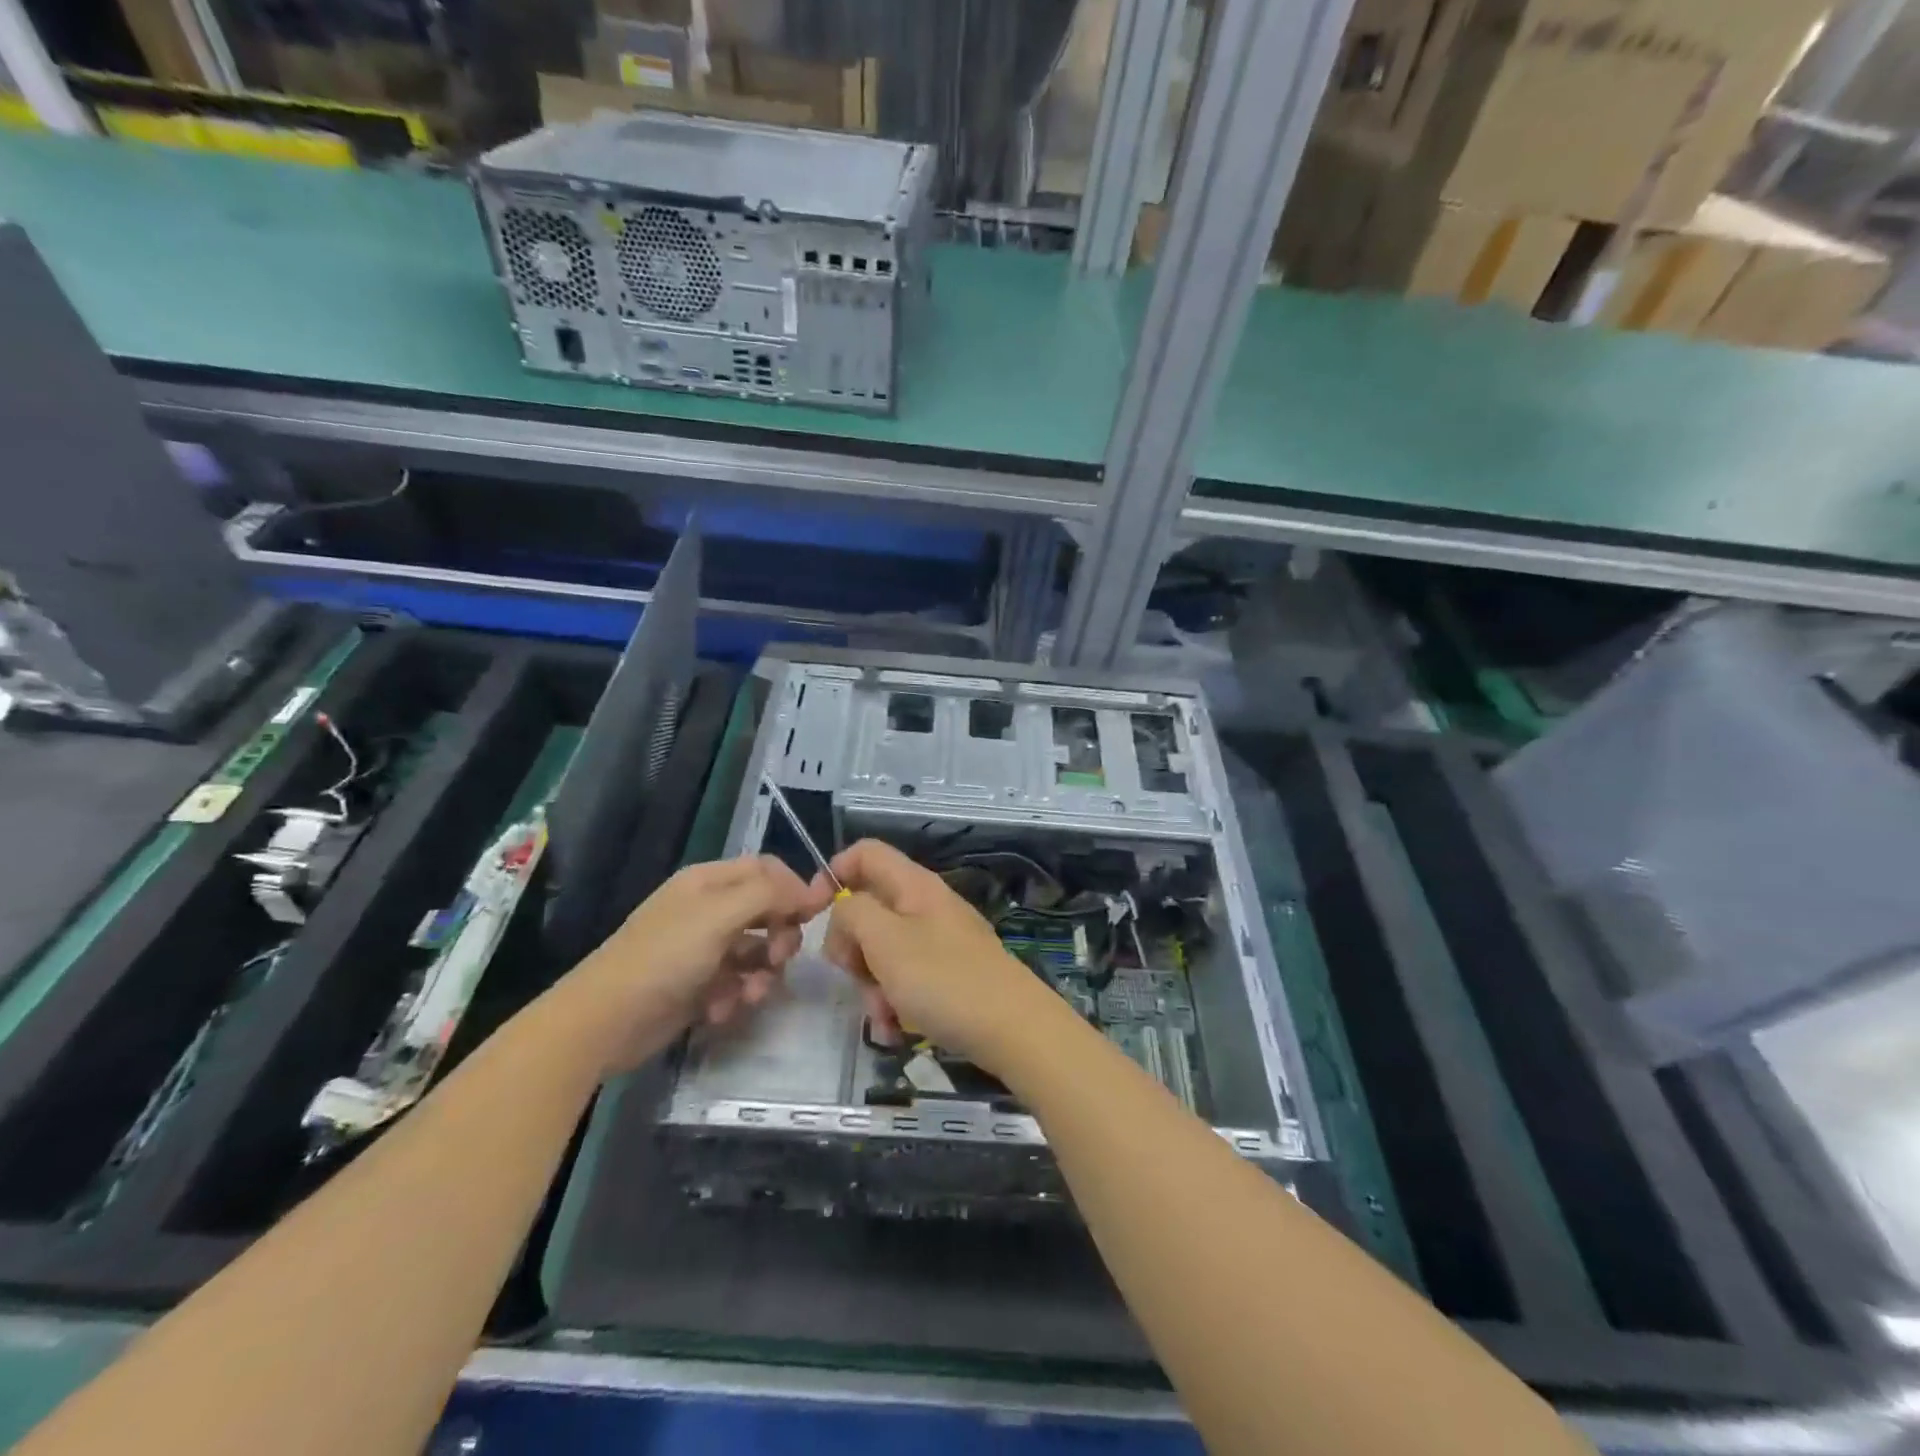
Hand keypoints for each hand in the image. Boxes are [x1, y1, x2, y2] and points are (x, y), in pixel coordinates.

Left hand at [567, 855, 831, 1073]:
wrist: (604, 1021)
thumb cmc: (665, 957)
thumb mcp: (720, 915)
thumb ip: (770, 894)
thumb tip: (812, 890)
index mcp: (710, 882)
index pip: (767, 869)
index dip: (795, 887)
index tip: (816, 914)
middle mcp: (709, 910)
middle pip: (768, 911)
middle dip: (781, 936)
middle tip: (779, 959)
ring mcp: (703, 949)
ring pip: (757, 951)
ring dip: (761, 974)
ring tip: (748, 996)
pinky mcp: (699, 985)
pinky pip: (737, 982)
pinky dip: (736, 996)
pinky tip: (720, 1011)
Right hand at [823, 839, 1068, 1071]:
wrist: (1014, 1029)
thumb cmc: (944, 979)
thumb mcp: (886, 940)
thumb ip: (852, 914)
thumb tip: (843, 911)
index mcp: (913, 885)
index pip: (864, 854)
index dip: (832, 875)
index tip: (813, 915)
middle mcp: (925, 906)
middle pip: (867, 909)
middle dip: (852, 948)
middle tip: (854, 974)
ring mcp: (938, 941)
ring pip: (882, 952)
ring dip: (871, 986)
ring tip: (883, 1017)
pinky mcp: (947, 975)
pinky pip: (905, 980)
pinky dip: (894, 1004)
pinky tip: (895, 1031)